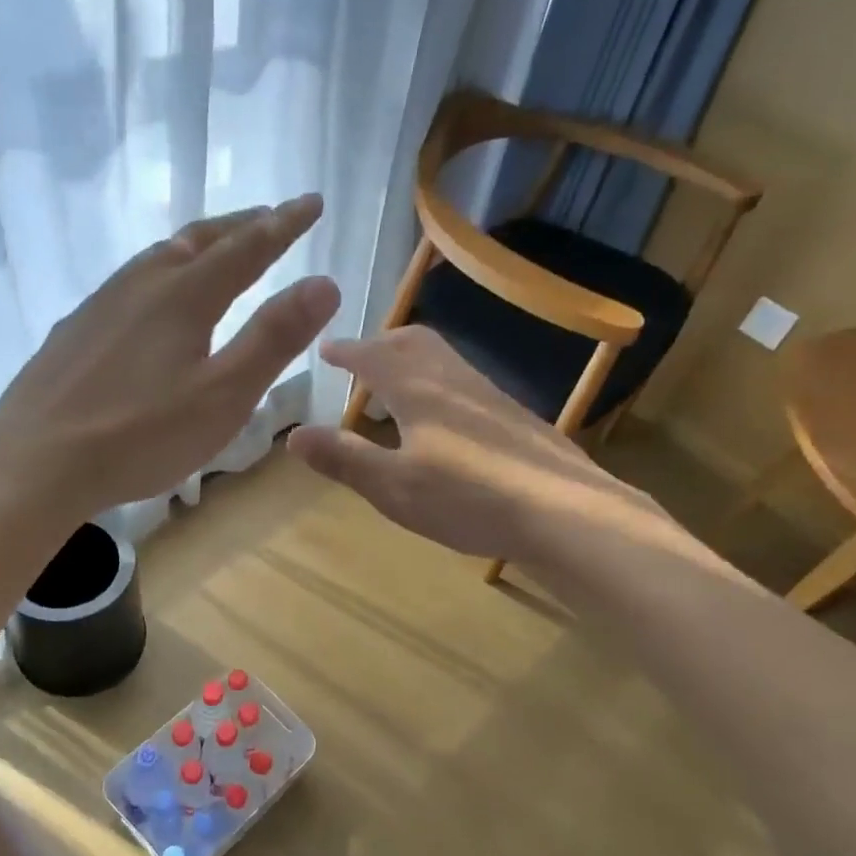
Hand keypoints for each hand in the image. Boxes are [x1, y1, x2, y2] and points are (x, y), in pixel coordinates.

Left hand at [0, 196, 333, 520]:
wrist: (33, 463)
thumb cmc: (139, 435)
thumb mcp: (224, 395)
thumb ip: (273, 338)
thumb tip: (324, 282)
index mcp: (184, 296)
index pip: (247, 247)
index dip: (284, 224)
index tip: (312, 202)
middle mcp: (141, 285)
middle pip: (199, 240)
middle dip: (241, 225)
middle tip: (270, 216)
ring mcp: (100, 305)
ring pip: (158, 257)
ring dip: (197, 244)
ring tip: (216, 247)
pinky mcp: (74, 332)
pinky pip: (129, 283)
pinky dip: (160, 273)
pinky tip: (151, 299)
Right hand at [287, 325, 667, 561]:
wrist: (562, 511)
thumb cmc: (467, 498)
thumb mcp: (393, 486)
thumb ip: (344, 459)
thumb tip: (293, 435)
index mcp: (418, 390)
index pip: (372, 357)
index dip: (346, 351)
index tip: (326, 348)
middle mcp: (454, 381)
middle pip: (413, 344)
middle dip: (381, 345)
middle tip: (360, 361)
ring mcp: (490, 397)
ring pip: (443, 362)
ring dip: (411, 365)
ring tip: (394, 393)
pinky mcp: (514, 418)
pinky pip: (463, 385)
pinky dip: (436, 387)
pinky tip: (442, 426)